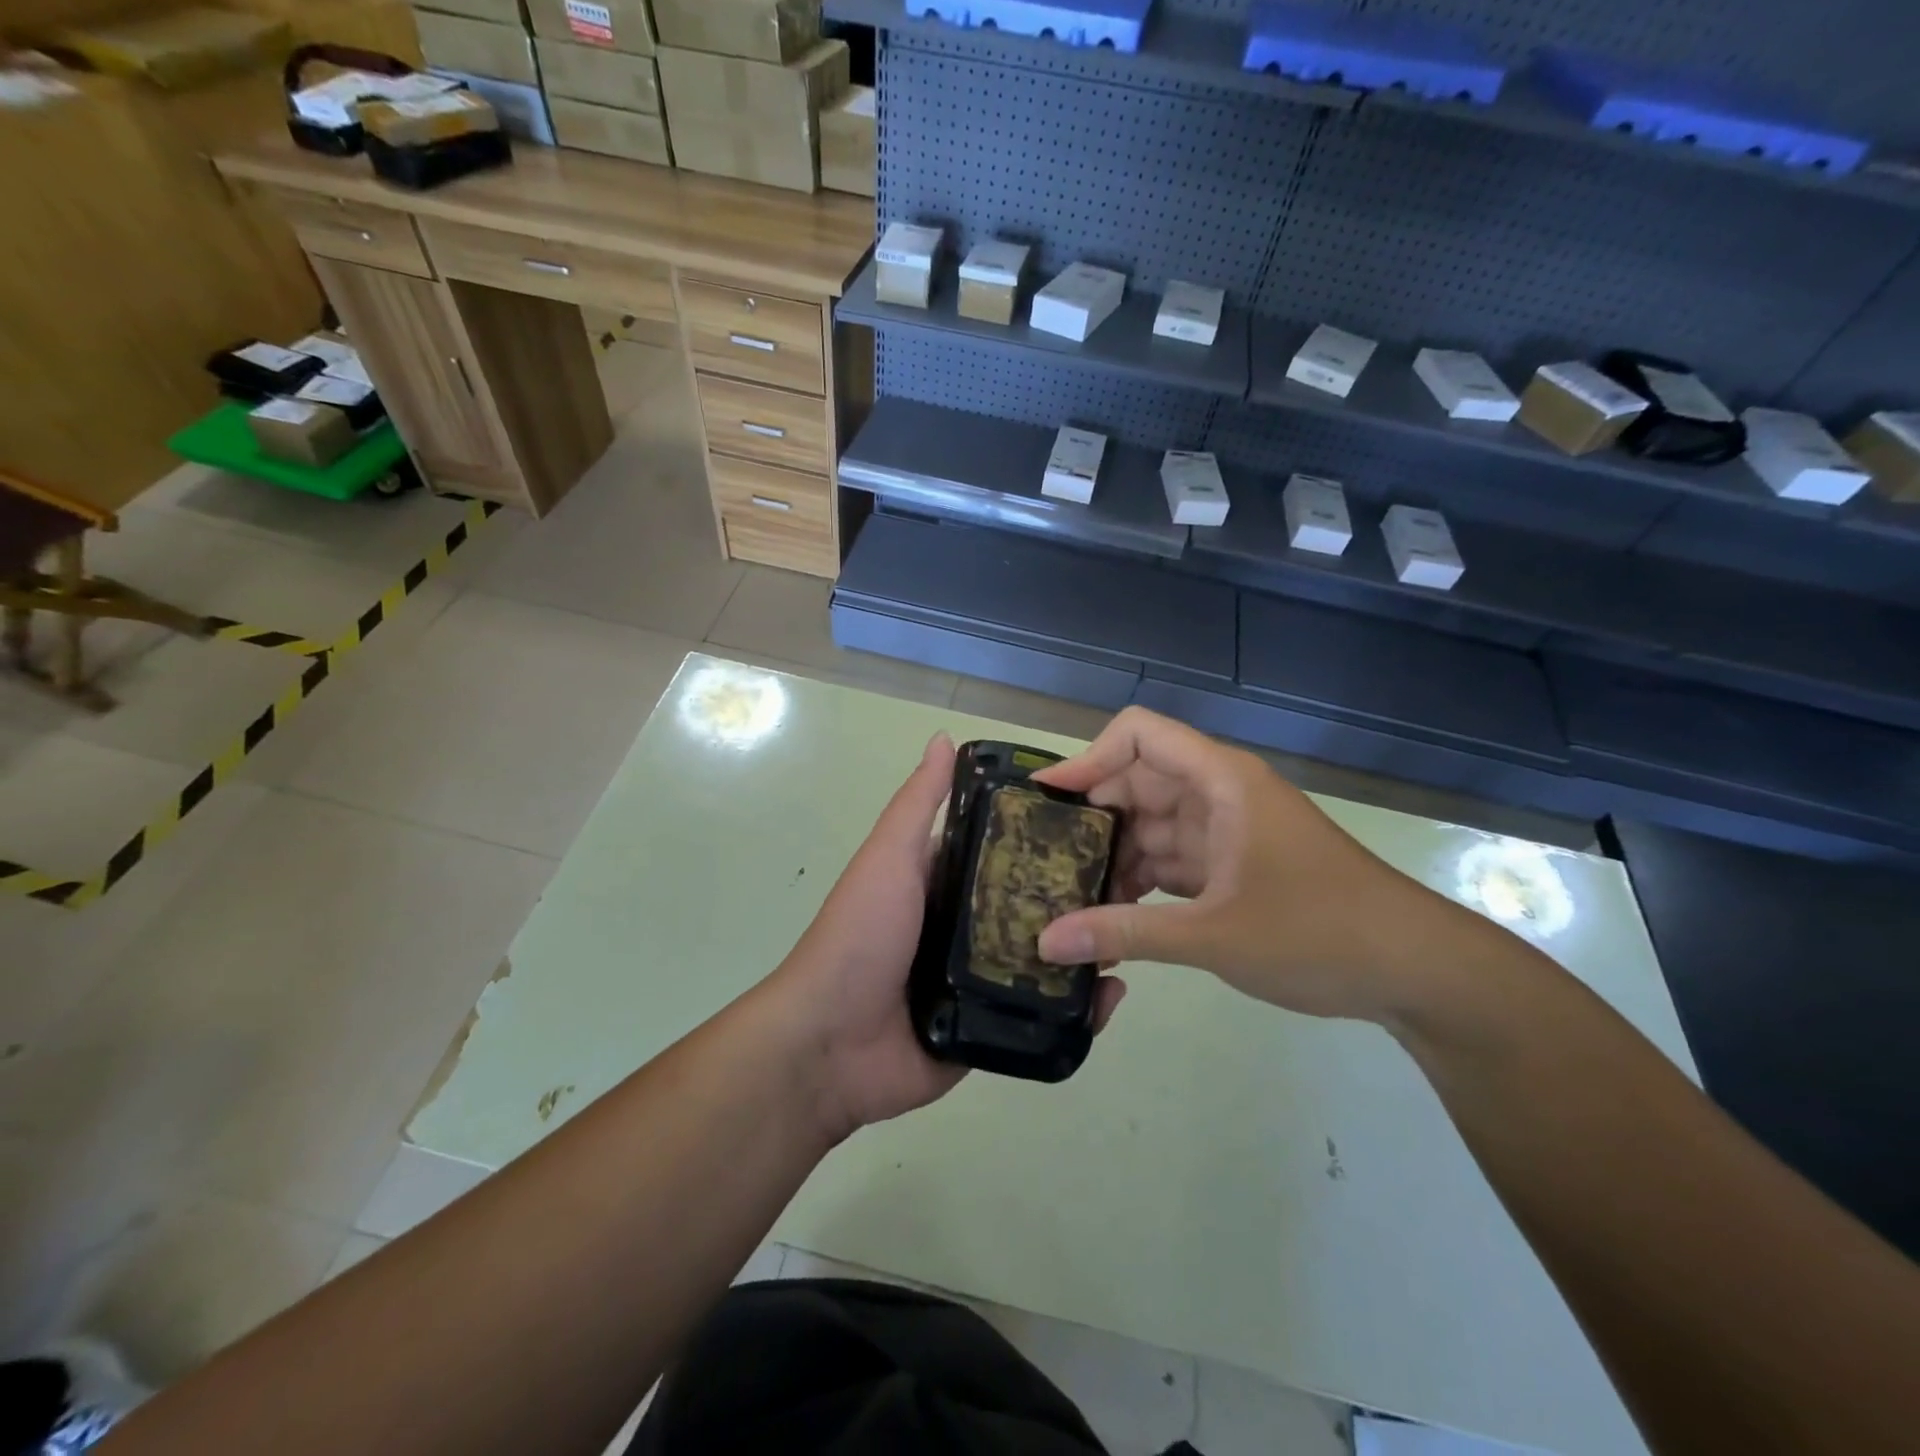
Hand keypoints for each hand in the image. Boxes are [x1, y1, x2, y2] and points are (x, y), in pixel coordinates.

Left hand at [771, 733, 1128, 1142]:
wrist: (829, 1044)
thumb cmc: (861, 935)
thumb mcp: (889, 857)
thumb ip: (919, 804)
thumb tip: (944, 737)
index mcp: (944, 886)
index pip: (1004, 853)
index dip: (1045, 837)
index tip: (1097, 822)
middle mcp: (966, 929)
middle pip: (1031, 907)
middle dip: (1075, 897)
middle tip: (1131, 882)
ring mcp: (979, 982)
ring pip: (1043, 960)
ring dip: (1084, 949)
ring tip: (1131, 934)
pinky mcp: (990, 1029)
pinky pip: (1040, 1017)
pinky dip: (1075, 1009)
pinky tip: (1112, 995)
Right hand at [1032, 708, 1474, 1025]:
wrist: (1416, 971)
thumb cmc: (1319, 932)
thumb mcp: (1213, 934)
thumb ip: (1125, 933)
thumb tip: (1045, 942)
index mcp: (1220, 781)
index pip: (1139, 735)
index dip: (1088, 758)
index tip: (1045, 802)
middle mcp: (1219, 794)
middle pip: (1137, 782)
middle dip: (1091, 819)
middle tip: (1039, 860)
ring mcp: (1228, 831)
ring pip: (1151, 826)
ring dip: (1114, 857)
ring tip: (1064, 895)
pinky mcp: (1234, 867)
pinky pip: (1172, 860)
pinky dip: (1141, 882)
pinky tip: (1108, 916)